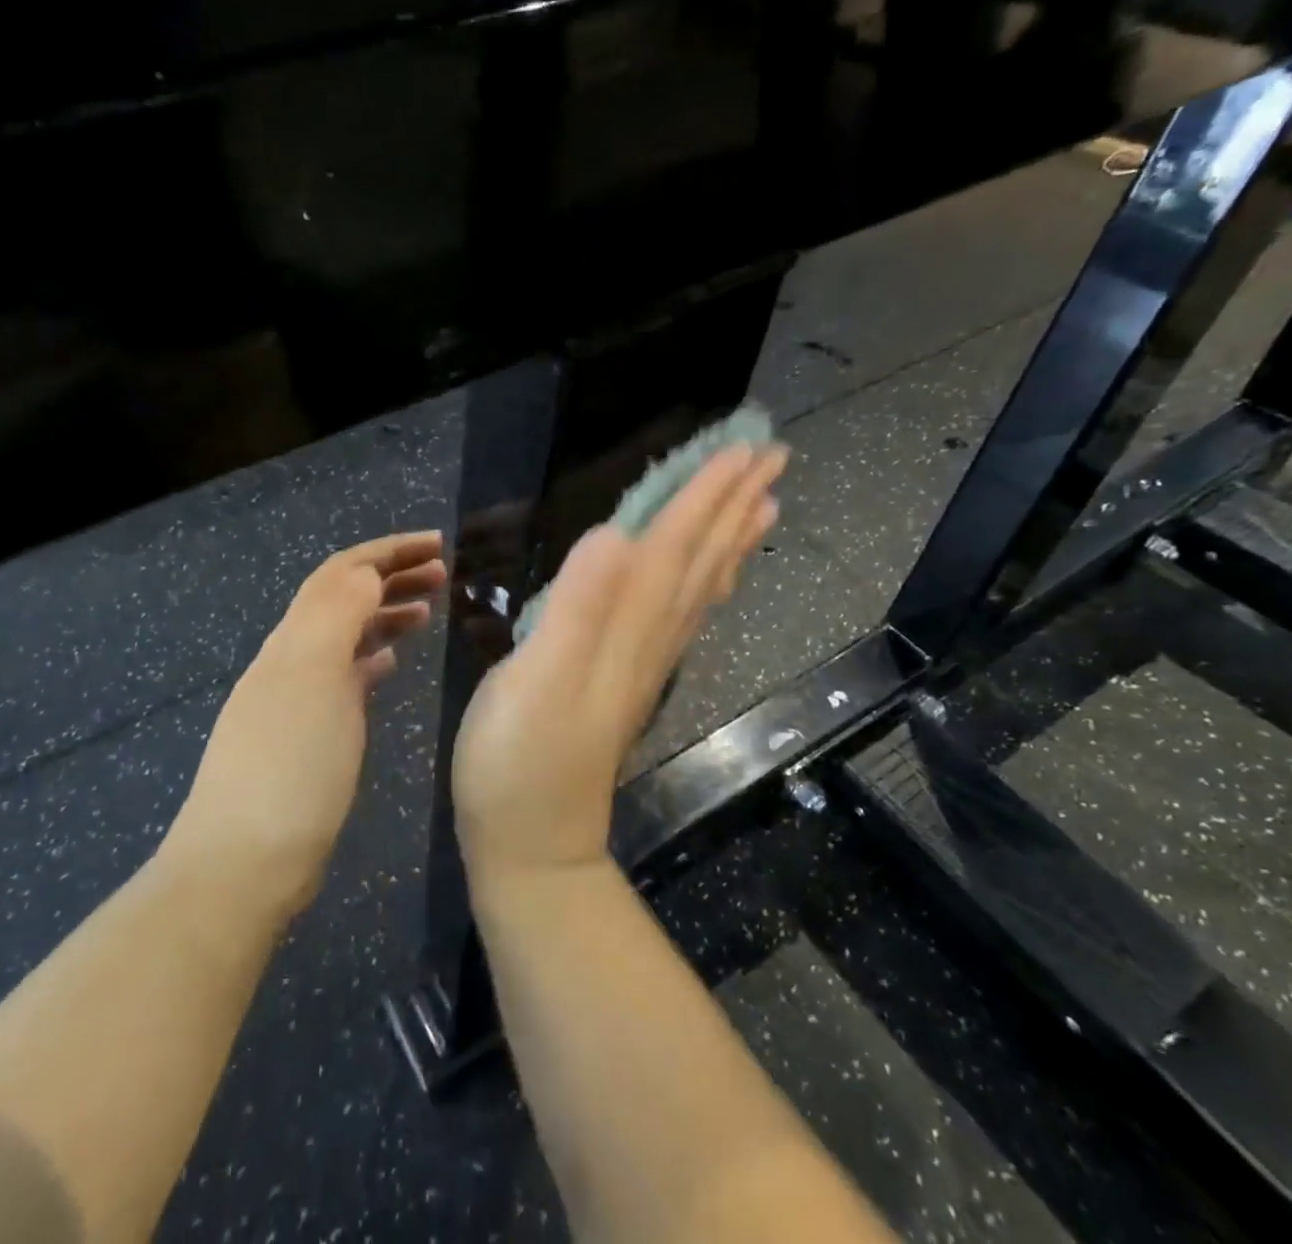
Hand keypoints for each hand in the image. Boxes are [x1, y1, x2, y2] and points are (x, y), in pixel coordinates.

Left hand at [172, 531, 446, 919]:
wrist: (243, 862)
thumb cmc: (289, 767)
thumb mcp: (315, 679)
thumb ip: (338, 615)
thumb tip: (367, 572)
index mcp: (295, 639)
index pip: (342, 572)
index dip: (388, 550)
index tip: (438, 544)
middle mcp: (291, 658)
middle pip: (342, 597)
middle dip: (391, 574)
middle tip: (443, 573)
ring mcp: (295, 696)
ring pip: (345, 634)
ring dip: (384, 612)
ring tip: (427, 610)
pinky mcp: (306, 732)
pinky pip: (343, 675)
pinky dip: (372, 655)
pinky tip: (390, 663)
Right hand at [453, 445, 785, 882]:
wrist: (533, 845)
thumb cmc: (519, 762)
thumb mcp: (536, 682)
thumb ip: (576, 610)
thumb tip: (616, 536)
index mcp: (627, 627)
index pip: (675, 546)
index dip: (706, 494)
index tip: (744, 447)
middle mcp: (648, 639)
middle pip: (701, 560)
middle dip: (735, 504)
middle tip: (772, 456)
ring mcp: (643, 663)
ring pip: (700, 588)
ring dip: (731, 541)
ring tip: (764, 504)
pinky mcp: (627, 682)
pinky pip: (682, 617)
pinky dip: (706, 585)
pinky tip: (710, 578)